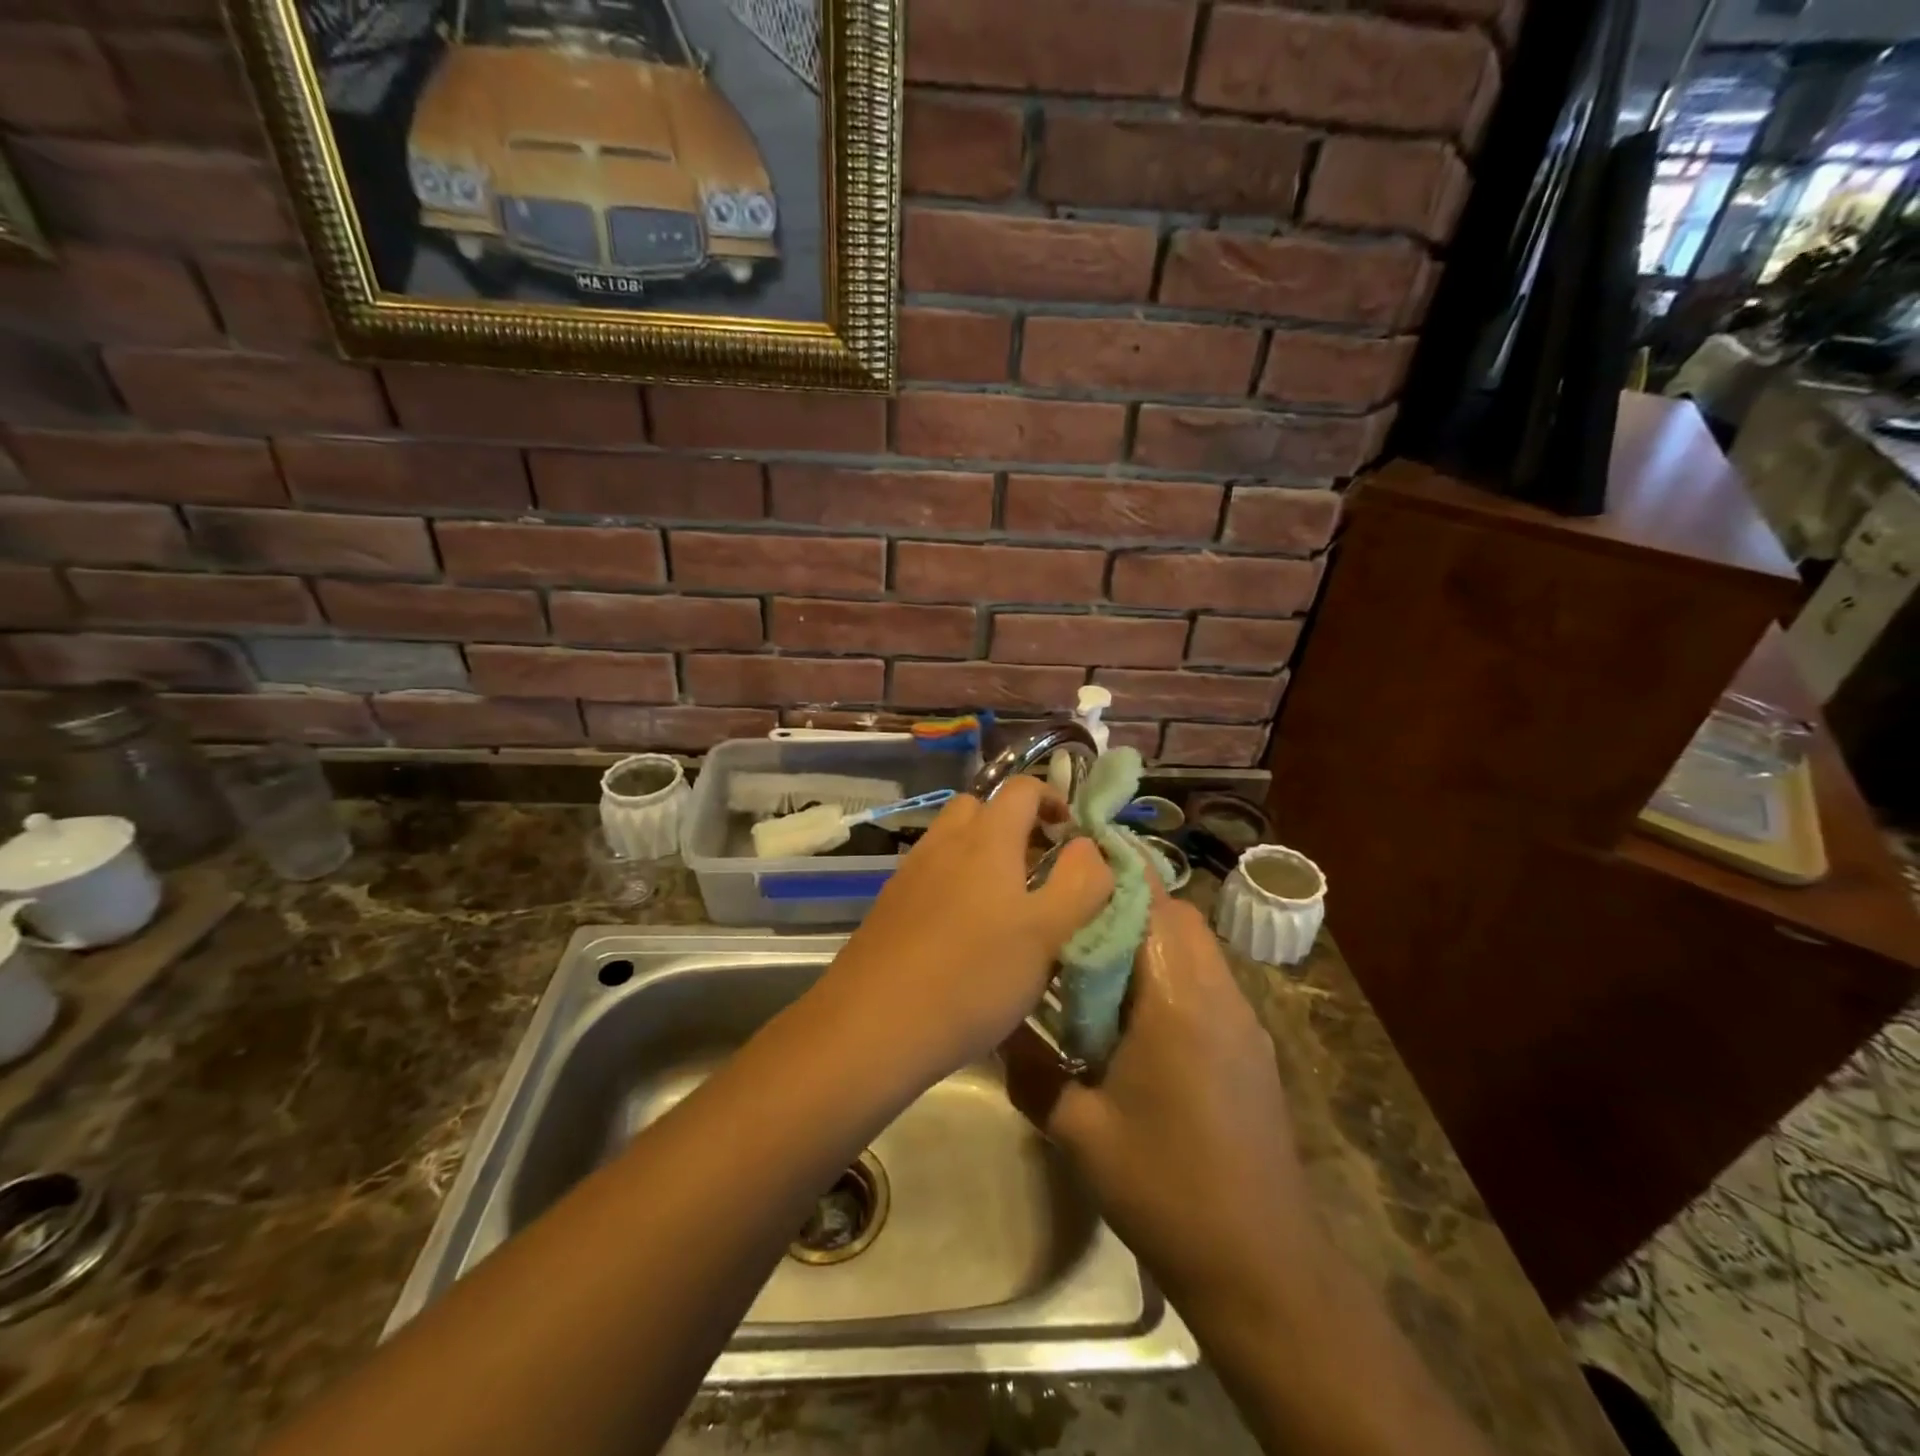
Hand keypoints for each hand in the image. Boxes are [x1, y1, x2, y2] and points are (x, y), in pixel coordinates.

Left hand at [820, 777, 1112, 1082]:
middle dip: (1013, 823)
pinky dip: (953, 883)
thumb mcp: (1047, 934)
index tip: (1072, 832)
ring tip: (1005, 905)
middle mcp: (943, 843)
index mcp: (986, 839)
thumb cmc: (972, 976)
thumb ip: (1080, 883)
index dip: (1052, 798)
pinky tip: (963, 933)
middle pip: (980, 807)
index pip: (1022, 788)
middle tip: (1038, 867)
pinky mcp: (889, 905)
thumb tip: (1089, 845)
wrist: (872, 1025)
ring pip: (951, 841)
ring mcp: (909, 873)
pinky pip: (930, 874)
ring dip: (981, 854)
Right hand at [1008, 893, 1316, 1306]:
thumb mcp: (1080, 1132)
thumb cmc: (1166, 1188)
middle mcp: (1217, 993)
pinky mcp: (1248, 1044)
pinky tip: (1130, 1004)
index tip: (1068, 855)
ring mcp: (1240, 1018)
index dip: (1112, 870)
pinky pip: (1204, 977)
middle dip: (1124, 898)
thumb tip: (993, 1030)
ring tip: (1091, 950)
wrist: (1263, 1265)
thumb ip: (1031, 1071)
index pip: (1150, 903)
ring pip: (1193, 943)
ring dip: (1147, 932)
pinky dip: (1166, 966)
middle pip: (1175, 914)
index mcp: (1177, 999)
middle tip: (1068, 907)